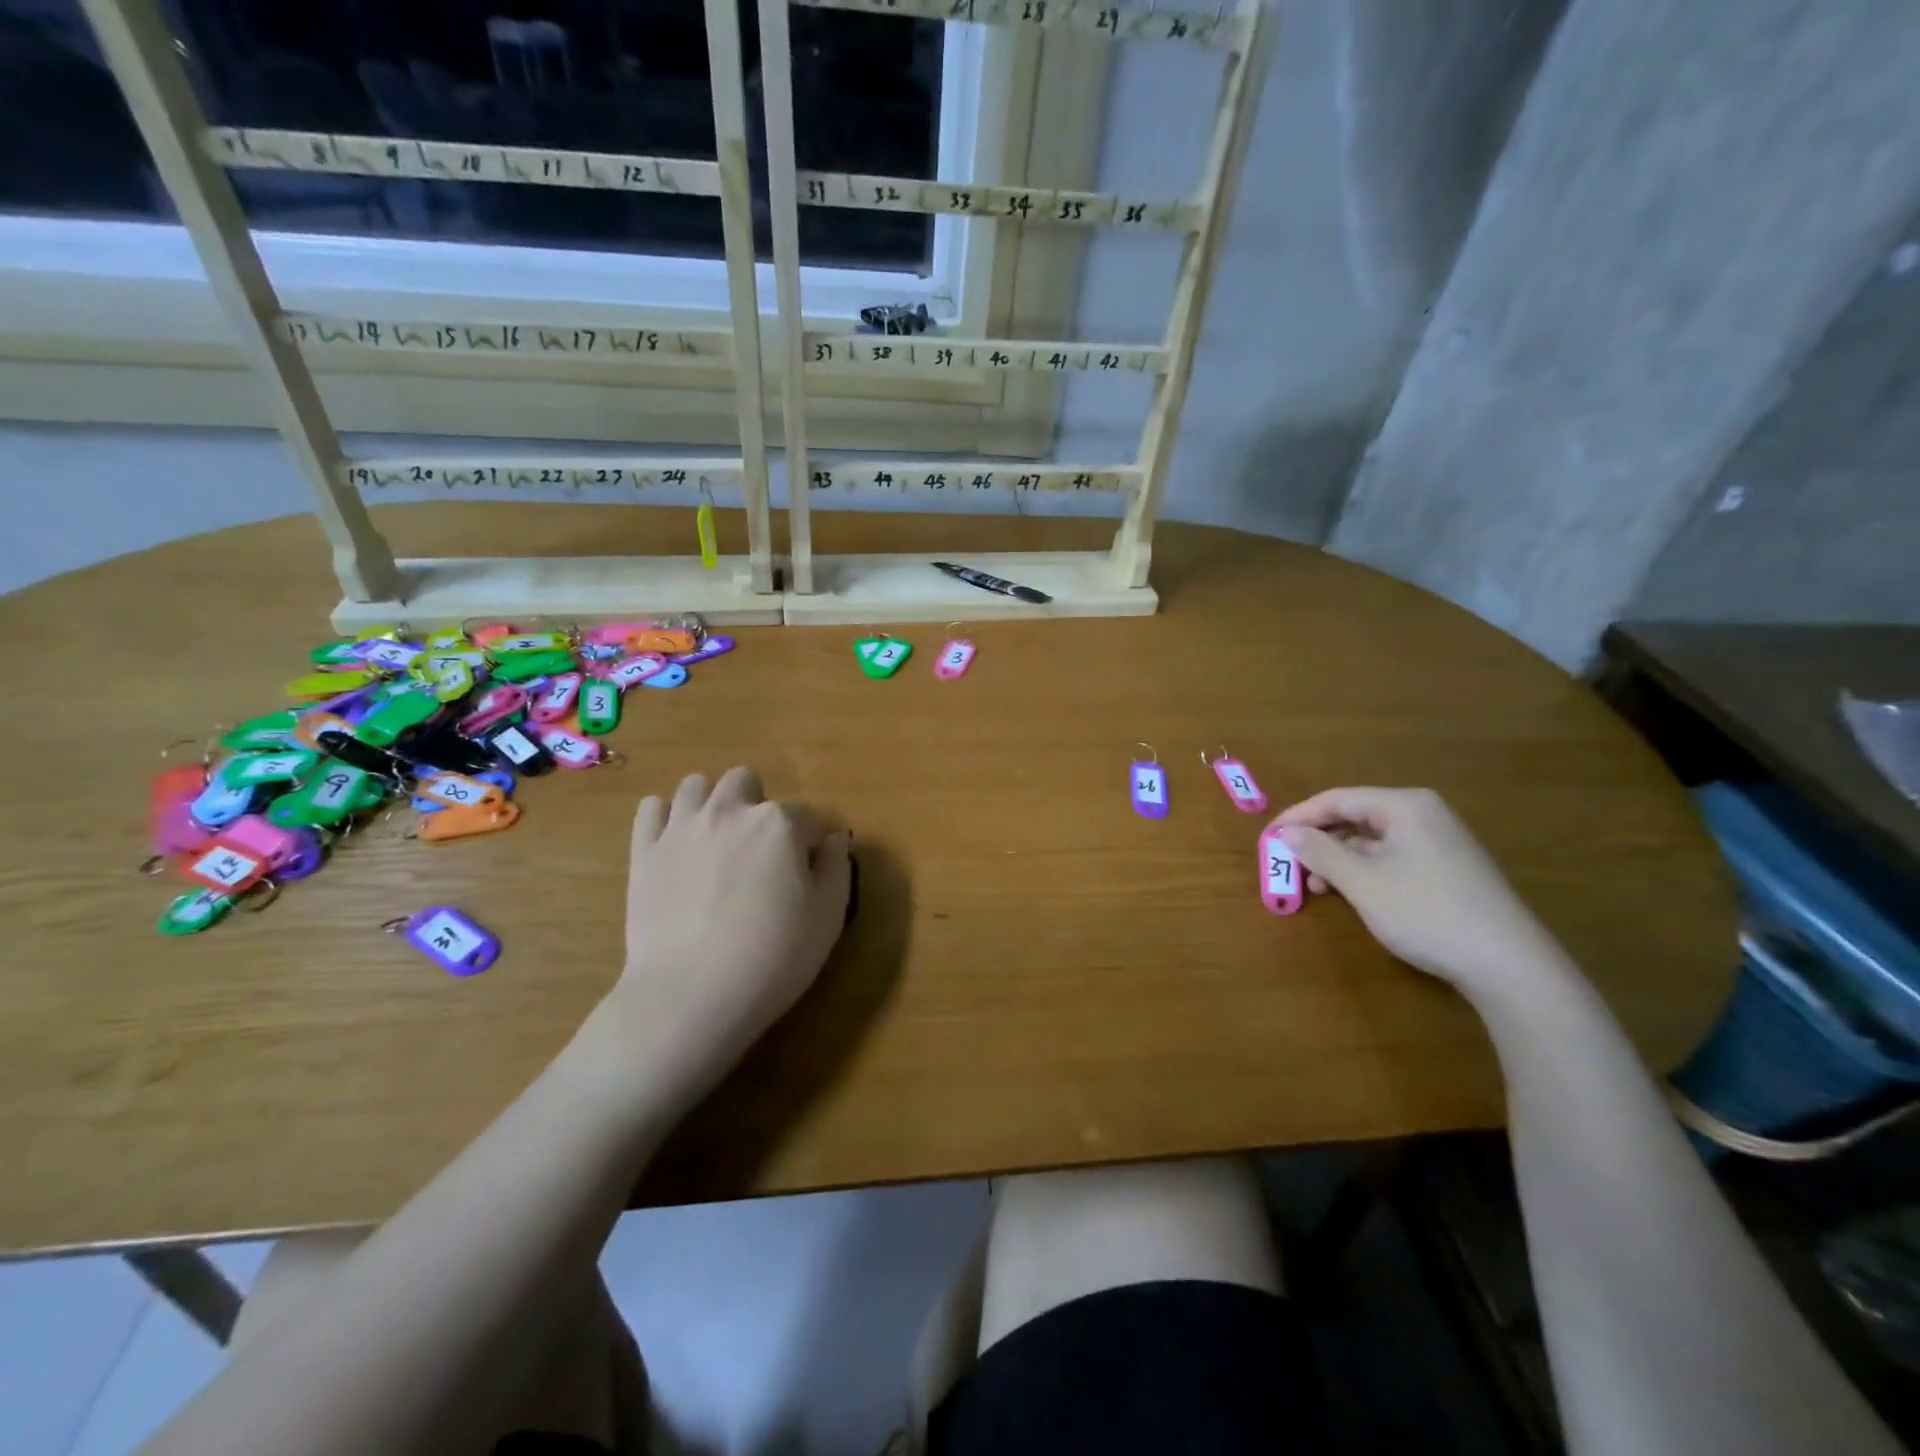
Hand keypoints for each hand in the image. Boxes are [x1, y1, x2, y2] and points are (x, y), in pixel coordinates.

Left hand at [596, 767, 851, 1106]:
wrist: (690, 996)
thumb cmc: (773, 958)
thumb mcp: (829, 917)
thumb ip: (837, 867)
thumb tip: (832, 840)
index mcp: (780, 823)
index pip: (807, 818)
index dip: (810, 847)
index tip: (805, 879)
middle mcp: (730, 811)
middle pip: (747, 782)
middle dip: (757, 807)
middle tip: (759, 854)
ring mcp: (682, 827)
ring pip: (697, 784)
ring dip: (712, 803)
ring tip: (717, 842)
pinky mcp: (644, 851)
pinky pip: (652, 809)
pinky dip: (666, 818)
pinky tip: (677, 845)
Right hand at [1275, 787, 1569, 999]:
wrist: (1509, 965)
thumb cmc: (1426, 912)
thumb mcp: (1362, 882)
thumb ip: (1319, 852)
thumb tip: (1286, 832)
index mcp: (1405, 805)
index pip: (1337, 799)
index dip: (1297, 817)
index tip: (1267, 838)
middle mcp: (1423, 814)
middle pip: (1354, 816)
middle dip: (1318, 839)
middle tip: (1288, 863)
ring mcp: (1439, 842)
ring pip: (1371, 839)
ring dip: (1337, 859)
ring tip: (1315, 885)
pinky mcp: (1447, 869)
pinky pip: (1390, 857)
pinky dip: (1363, 870)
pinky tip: (1350, 893)